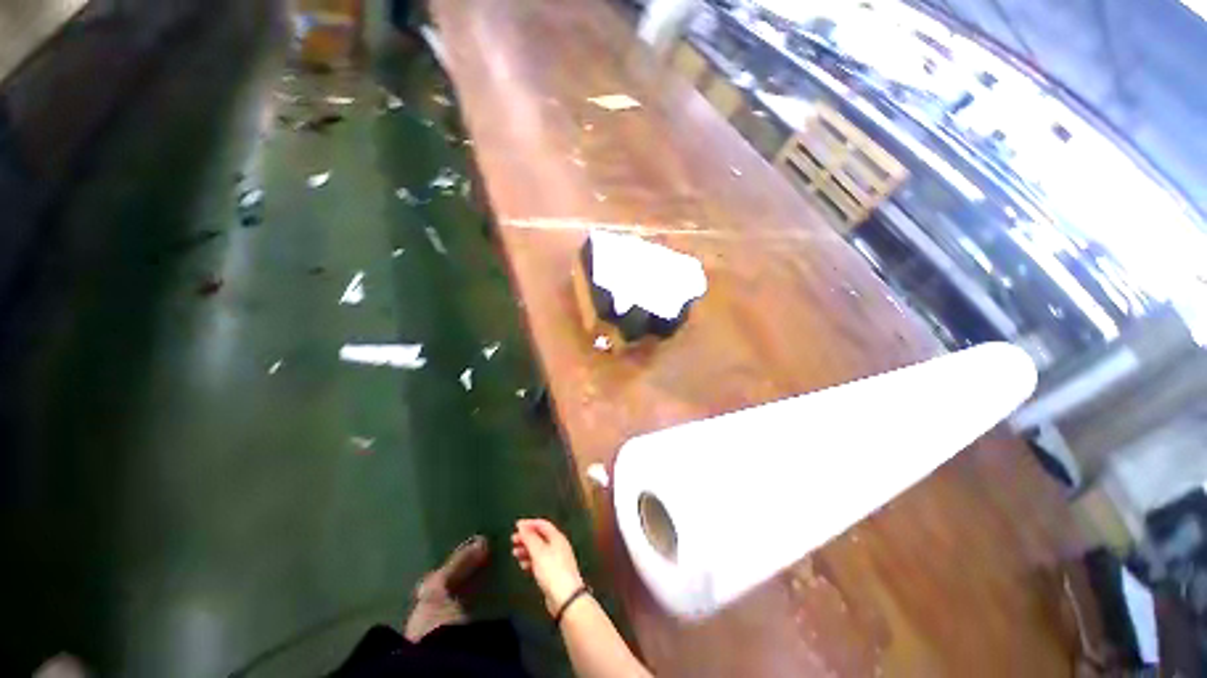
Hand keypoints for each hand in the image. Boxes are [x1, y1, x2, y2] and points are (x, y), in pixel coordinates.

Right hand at [511, 518, 585, 616]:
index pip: (542, 524)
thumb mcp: (539, 551)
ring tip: (515, 553)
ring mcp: (556, 559)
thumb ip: (529, 538)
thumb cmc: (552, 570)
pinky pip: (540, 561)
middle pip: (540, 537)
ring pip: (539, 550)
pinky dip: (530, 561)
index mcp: (557, 537)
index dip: (529, 524)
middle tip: (513, 540)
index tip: (516, 526)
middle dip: (526, 537)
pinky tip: (523, 565)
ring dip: (527, 549)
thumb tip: (521, 526)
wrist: (565, 597)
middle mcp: (558, 546)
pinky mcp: (553, 572)